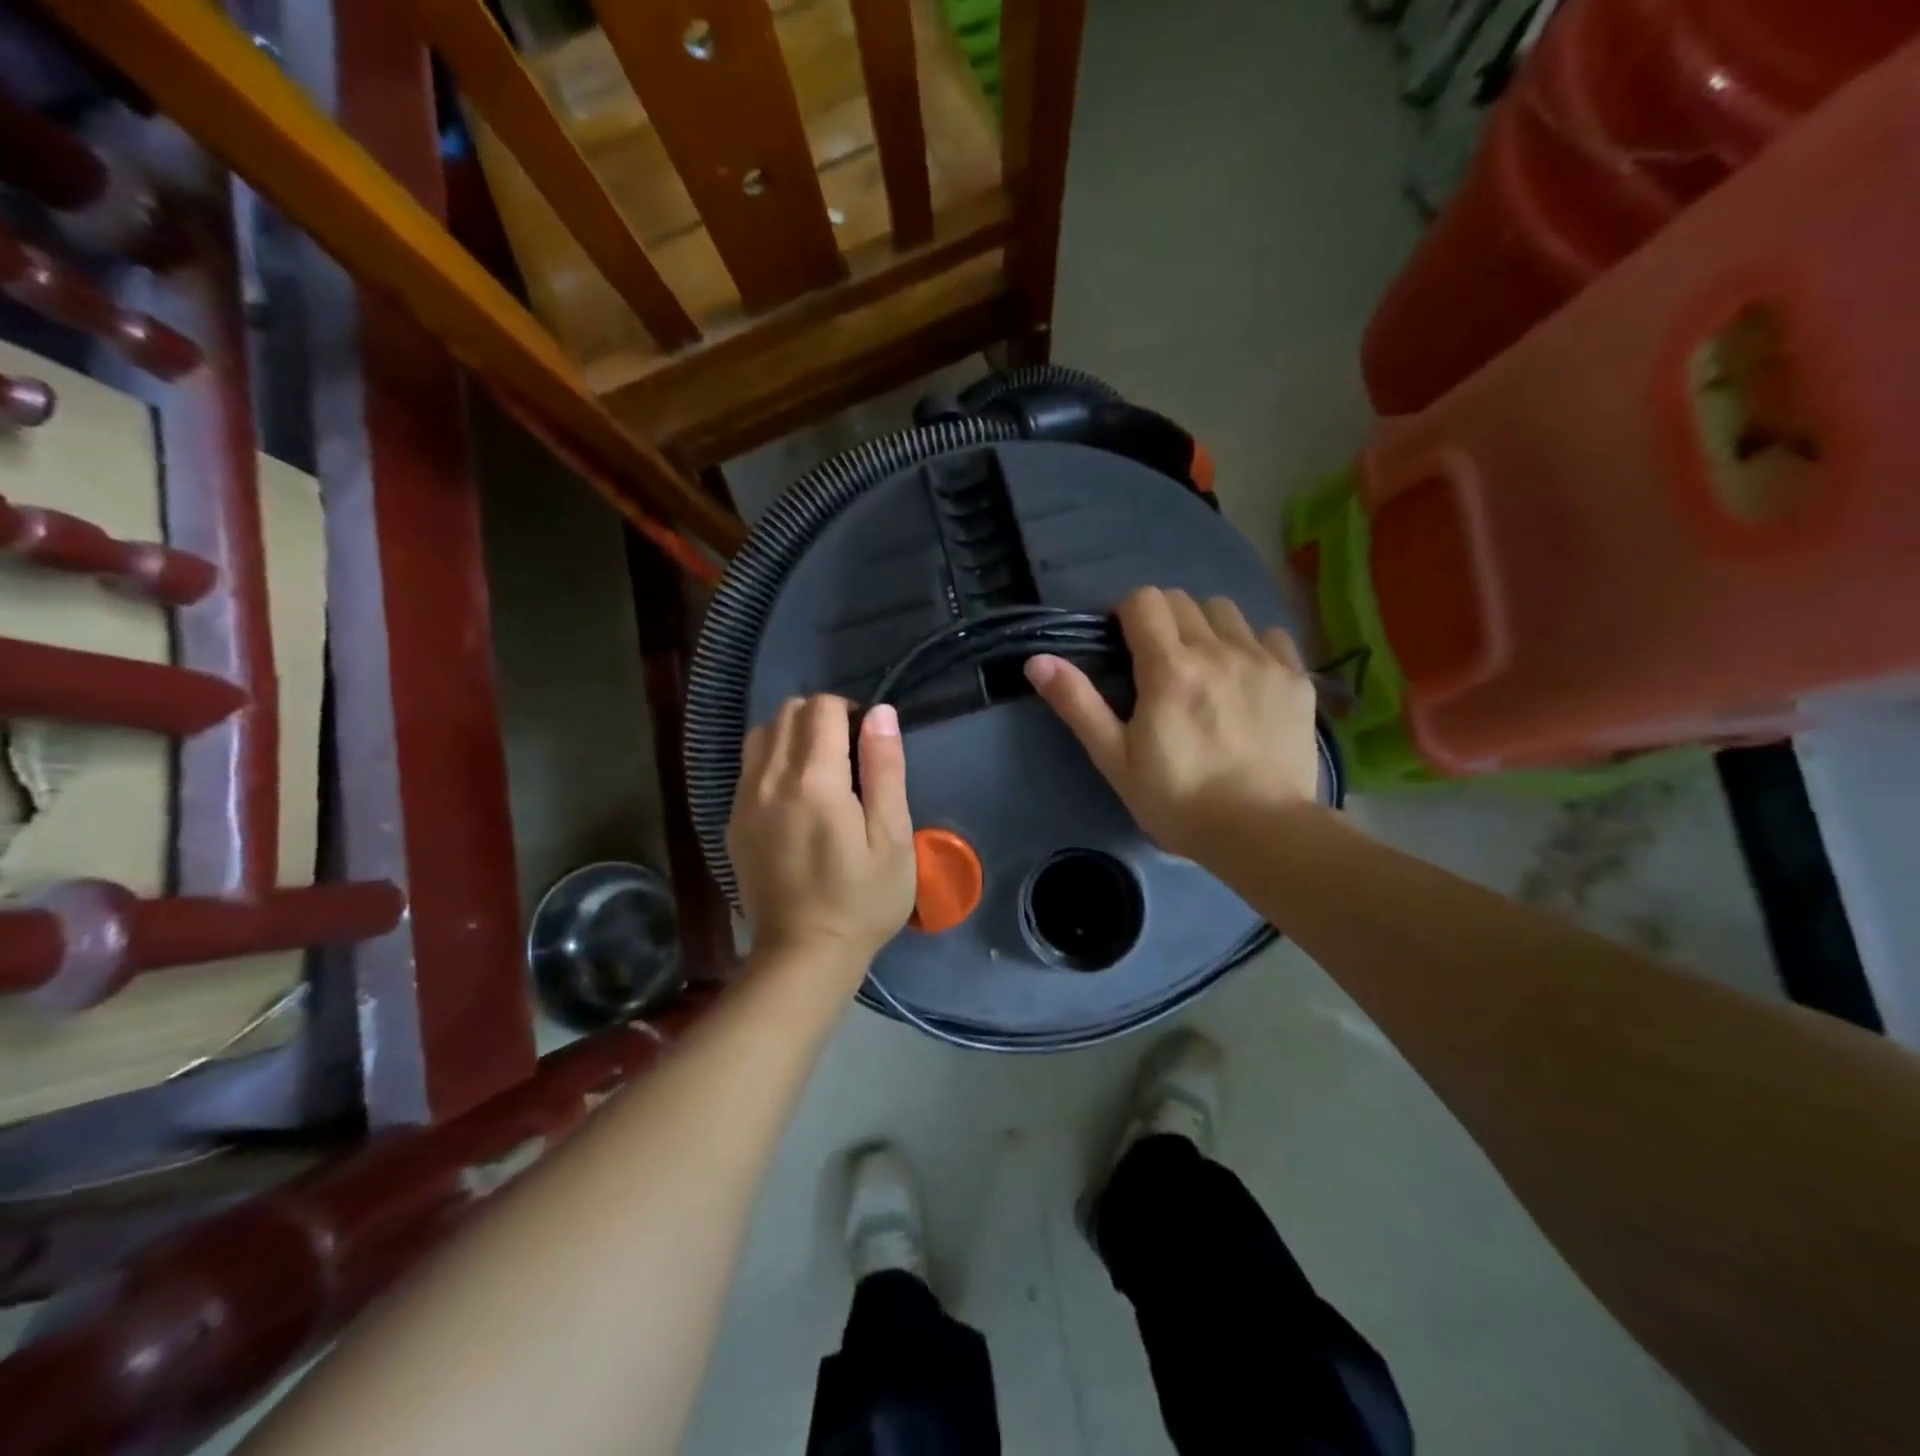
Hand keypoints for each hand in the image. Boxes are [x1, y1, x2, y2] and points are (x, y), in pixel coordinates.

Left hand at [728, 696, 917, 980]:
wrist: (802, 955)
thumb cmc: (861, 901)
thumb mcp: (892, 839)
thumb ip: (885, 770)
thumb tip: (880, 713)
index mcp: (815, 782)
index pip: (822, 708)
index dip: (849, 711)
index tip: (868, 743)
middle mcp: (770, 780)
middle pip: (787, 712)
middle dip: (820, 717)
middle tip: (848, 754)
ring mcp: (744, 801)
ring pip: (762, 734)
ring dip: (792, 735)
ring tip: (819, 769)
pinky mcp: (733, 822)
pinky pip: (749, 767)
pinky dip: (772, 760)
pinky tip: (794, 796)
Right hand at [1024, 587, 1320, 860]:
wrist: (1261, 832)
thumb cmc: (1177, 800)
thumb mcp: (1115, 759)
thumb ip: (1077, 703)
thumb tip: (1037, 659)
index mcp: (1169, 668)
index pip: (1144, 600)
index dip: (1126, 616)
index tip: (1123, 647)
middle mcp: (1218, 650)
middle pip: (1183, 601)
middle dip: (1162, 621)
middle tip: (1158, 664)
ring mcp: (1263, 660)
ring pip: (1226, 611)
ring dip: (1205, 627)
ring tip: (1203, 667)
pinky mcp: (1296, 678)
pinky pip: (1270, 635)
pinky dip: (1251, 645)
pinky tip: (1245, 678)